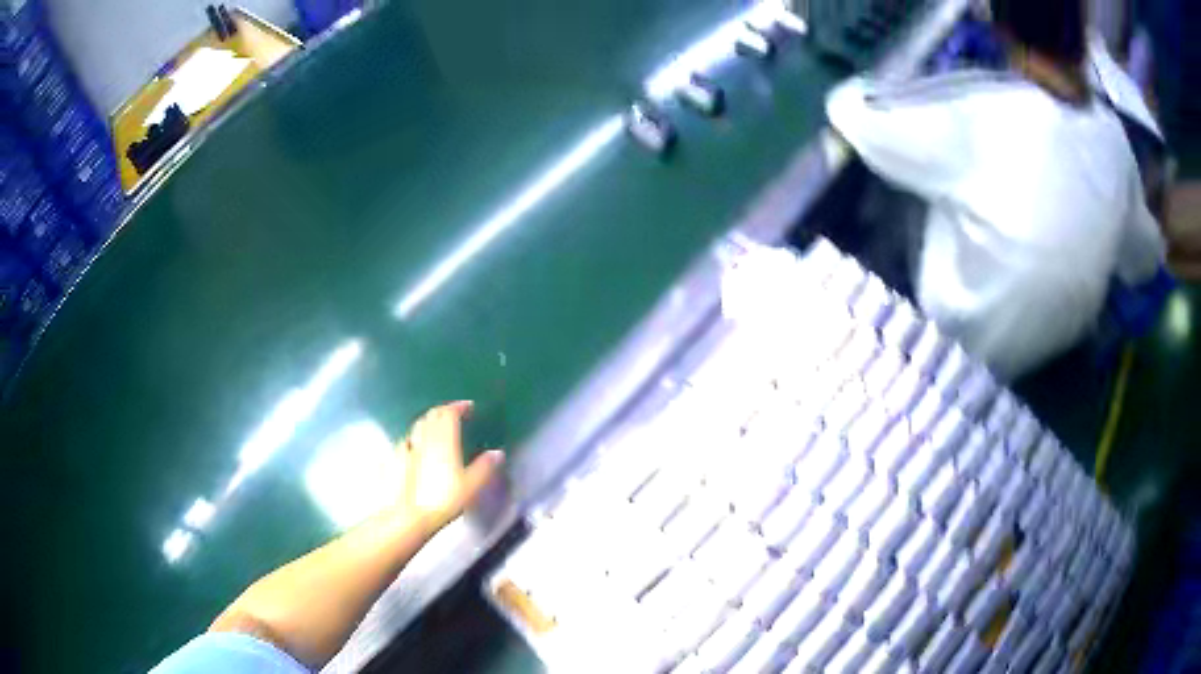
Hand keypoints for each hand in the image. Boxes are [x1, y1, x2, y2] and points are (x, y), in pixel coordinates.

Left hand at [398, 401, 504, 535]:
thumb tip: (497, 453)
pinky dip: (416, 436)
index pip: (449, 412)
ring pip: (418, 424)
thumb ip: (484, 467)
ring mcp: (407, 446)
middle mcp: (425, 437)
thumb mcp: (471, 486)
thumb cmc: (444, 500)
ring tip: (437, 427)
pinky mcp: (395, 457)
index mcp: (444, 439)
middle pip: (432, 414)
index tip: (468, 406)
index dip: (459, 406)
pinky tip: (417, 446)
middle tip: (454, 413)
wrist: (410, 514)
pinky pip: (407, 438)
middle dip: (444, 410)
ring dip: (429, 420)